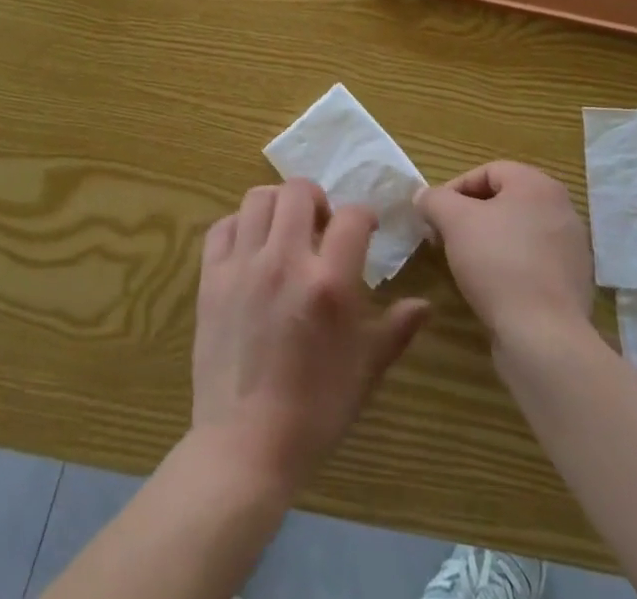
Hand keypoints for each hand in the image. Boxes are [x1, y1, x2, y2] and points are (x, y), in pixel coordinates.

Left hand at [190, 179, 429, 492]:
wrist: (245, 446)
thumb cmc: (315, 410)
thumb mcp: (365, 370)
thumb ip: (396, 329)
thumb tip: (424, 305)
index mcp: (328, 282)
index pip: (352, 217)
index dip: (364, 216)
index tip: (366, 229)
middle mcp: (284, 261)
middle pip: (299, 191)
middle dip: (318, 198)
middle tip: (322, 224)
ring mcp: (243, 266)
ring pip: (258, 199)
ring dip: (277, 205)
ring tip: (286, 229)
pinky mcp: (211, 279)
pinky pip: (222, 227)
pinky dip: (239, 226)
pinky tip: (251, 247)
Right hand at [417, 162, 594, 342]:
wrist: (544, 337)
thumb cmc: (497, 263)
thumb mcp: (454, 221)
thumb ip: (434, 199)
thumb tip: (424, 196)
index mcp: (539, 185)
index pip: (488, 172)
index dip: (455, 189)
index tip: (434, 216)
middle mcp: (562, 210)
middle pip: (504, 202)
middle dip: (470, 217)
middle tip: (445, 238)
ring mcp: (571, 249)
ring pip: (517, 233)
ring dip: (488, 242)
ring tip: (465, 265)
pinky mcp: (572, 285)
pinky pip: (532, 263)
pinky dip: (509, 268)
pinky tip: (491, 289)